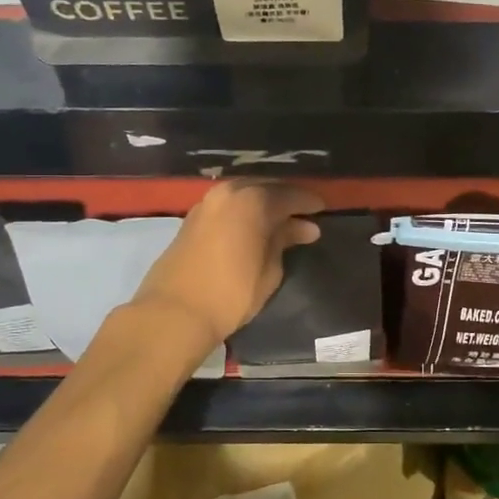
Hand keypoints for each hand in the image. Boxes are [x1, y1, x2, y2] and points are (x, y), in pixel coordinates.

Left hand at [131, 179, 325, 345]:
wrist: (174, 312)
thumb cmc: (231, 293)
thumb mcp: (269, 270)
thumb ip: (285, 241)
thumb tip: (304, 227)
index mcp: (253, 201)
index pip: (290, 195)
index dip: (308, 202)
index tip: (323, 210)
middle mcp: (229, 192)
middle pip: (265, 187)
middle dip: (286, 198)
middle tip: (303, 213)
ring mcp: (207, 202)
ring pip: (244, 192)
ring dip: (263, 202)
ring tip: (279, 219)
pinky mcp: (192, 217)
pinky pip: (228, 203)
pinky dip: (244, 209)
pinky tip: (253, 224)